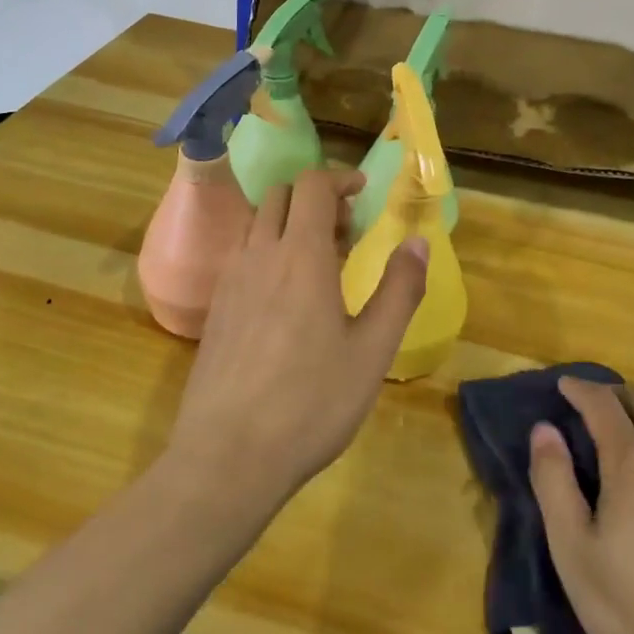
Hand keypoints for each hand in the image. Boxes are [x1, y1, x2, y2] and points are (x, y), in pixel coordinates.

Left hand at [165, 168, 427, 514]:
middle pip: (280, 195)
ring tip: (318, 262)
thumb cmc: (311, 402)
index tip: (363, 193)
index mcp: (301, 255)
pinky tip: (285, 297)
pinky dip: (267, 249)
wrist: (227, 455)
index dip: (340, 178)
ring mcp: (230, 280)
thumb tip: (418, 241)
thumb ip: (399, 290)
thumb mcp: (372, 351)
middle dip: (316, 197)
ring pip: (256, 222)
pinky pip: (241, 254)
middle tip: (346, 231)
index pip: (313, 185)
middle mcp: (259, 254)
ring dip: (288, 222)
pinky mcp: (215, 307)